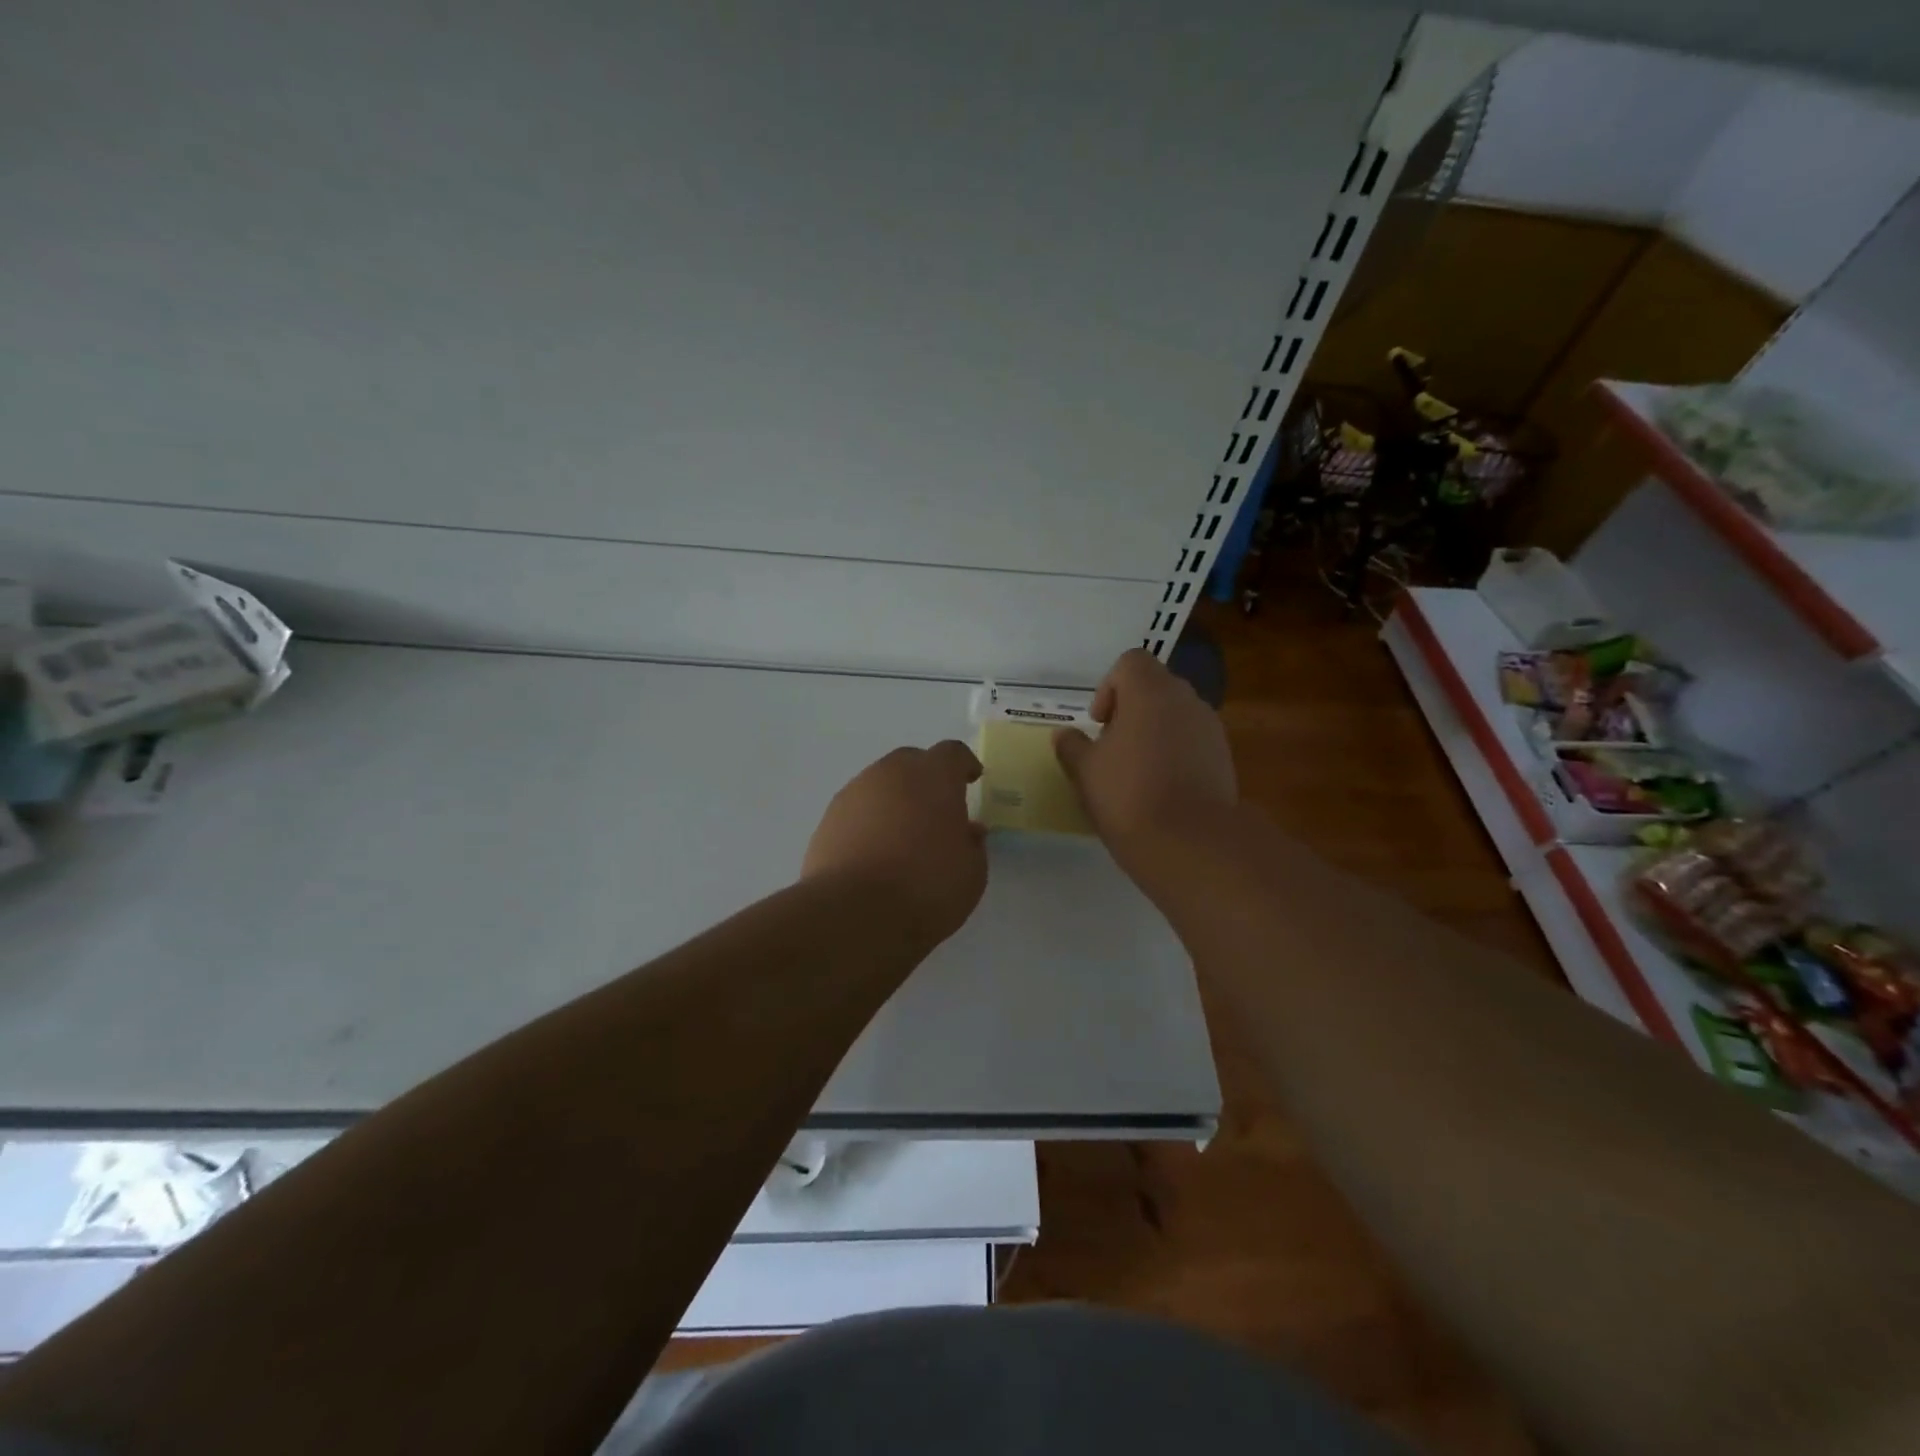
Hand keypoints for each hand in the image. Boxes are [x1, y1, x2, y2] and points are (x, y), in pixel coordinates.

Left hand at [802, 741, 987, 946]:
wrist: (854, 913)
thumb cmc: (926, 887)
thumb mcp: (971, 872)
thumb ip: (972, 844)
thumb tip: (967, 830)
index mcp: (934, 776)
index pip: (952, 753)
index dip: (963, 765)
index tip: (971, 779)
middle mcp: (891, 773)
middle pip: (912, 762)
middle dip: (926, 779)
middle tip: (936, 809)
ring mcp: (854, 793)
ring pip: (880, 785)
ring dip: (894, 800)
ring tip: (903, 834)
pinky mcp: (828, 819)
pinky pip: (857, 810)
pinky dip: (869, 822)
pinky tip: (874, 852)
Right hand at [1053, 649, 1235, 861]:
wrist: (1190, 843)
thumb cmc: (1128, 795)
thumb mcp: (1085, 771)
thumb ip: (1072, 746)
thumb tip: (1065, 734)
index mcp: (1150, 691)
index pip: (1131, 662)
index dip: (1109, 686)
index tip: (1098, 723)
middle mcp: (1186, 700)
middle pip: (1155, 687)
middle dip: (1131, 710)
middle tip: (1112, 747)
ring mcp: (1210, 729)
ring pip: (1176, 715)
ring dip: (1155, 732)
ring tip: (1136, 771)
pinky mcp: (1225, 758)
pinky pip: (1193, 742)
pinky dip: (1176, 753)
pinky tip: (1161, 788)